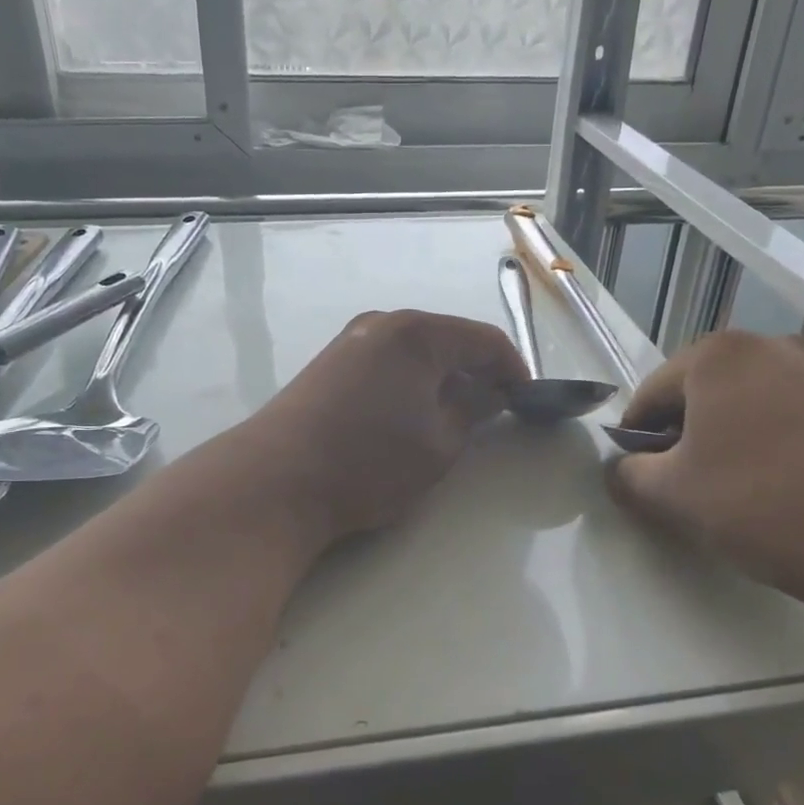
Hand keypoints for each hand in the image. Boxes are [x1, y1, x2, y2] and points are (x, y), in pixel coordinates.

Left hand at [248, 310, 526, 539]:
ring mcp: (350, 341)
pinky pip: (386, 362)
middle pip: (447, 339)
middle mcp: (382, 324)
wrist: (276, 480)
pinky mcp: (329, 364)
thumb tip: (488, 395)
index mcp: (417, 333)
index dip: (513, 368)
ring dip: (441, 377)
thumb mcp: (439, 444)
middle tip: (494, 409)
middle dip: (476, 371)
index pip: (484, 339)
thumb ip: (473, 412)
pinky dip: (410, 382)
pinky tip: (410, 415)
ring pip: (414, 352)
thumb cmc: (370, 461)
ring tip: (454, 417)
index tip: (527, 399)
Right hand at [607, 331, 803, 623]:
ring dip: (727, 438)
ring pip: (746, 403)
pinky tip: (780, 485)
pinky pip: (790, 416)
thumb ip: (626, 475)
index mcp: (716, 353)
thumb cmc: (760, 504)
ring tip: (734, 488)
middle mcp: (768, 345)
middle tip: (684, 485)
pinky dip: (771, 442)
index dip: (635, 438)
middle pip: (700, 393)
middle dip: (684, 435)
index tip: (638, 477)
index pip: (651, 394)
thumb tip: (622, 470)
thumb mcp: (670, 495)